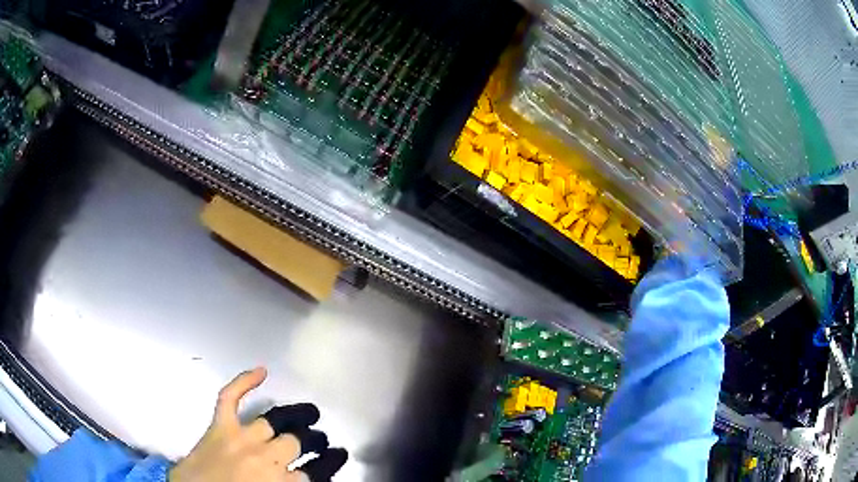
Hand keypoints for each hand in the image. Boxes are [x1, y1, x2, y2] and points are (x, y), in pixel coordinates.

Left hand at [170, 367, 347, 481]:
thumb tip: (308, 476)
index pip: (315, 470)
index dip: (330, 461)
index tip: (339, 453)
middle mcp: (264, 459)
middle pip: (296, 442)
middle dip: (312, 439)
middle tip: (318, 437)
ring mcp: (239, 439)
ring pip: (273, 421)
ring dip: (294, 416)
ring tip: (309, 413)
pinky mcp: (218, 426)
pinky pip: (230, 397)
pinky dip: (244, 381)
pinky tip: (261, 371)